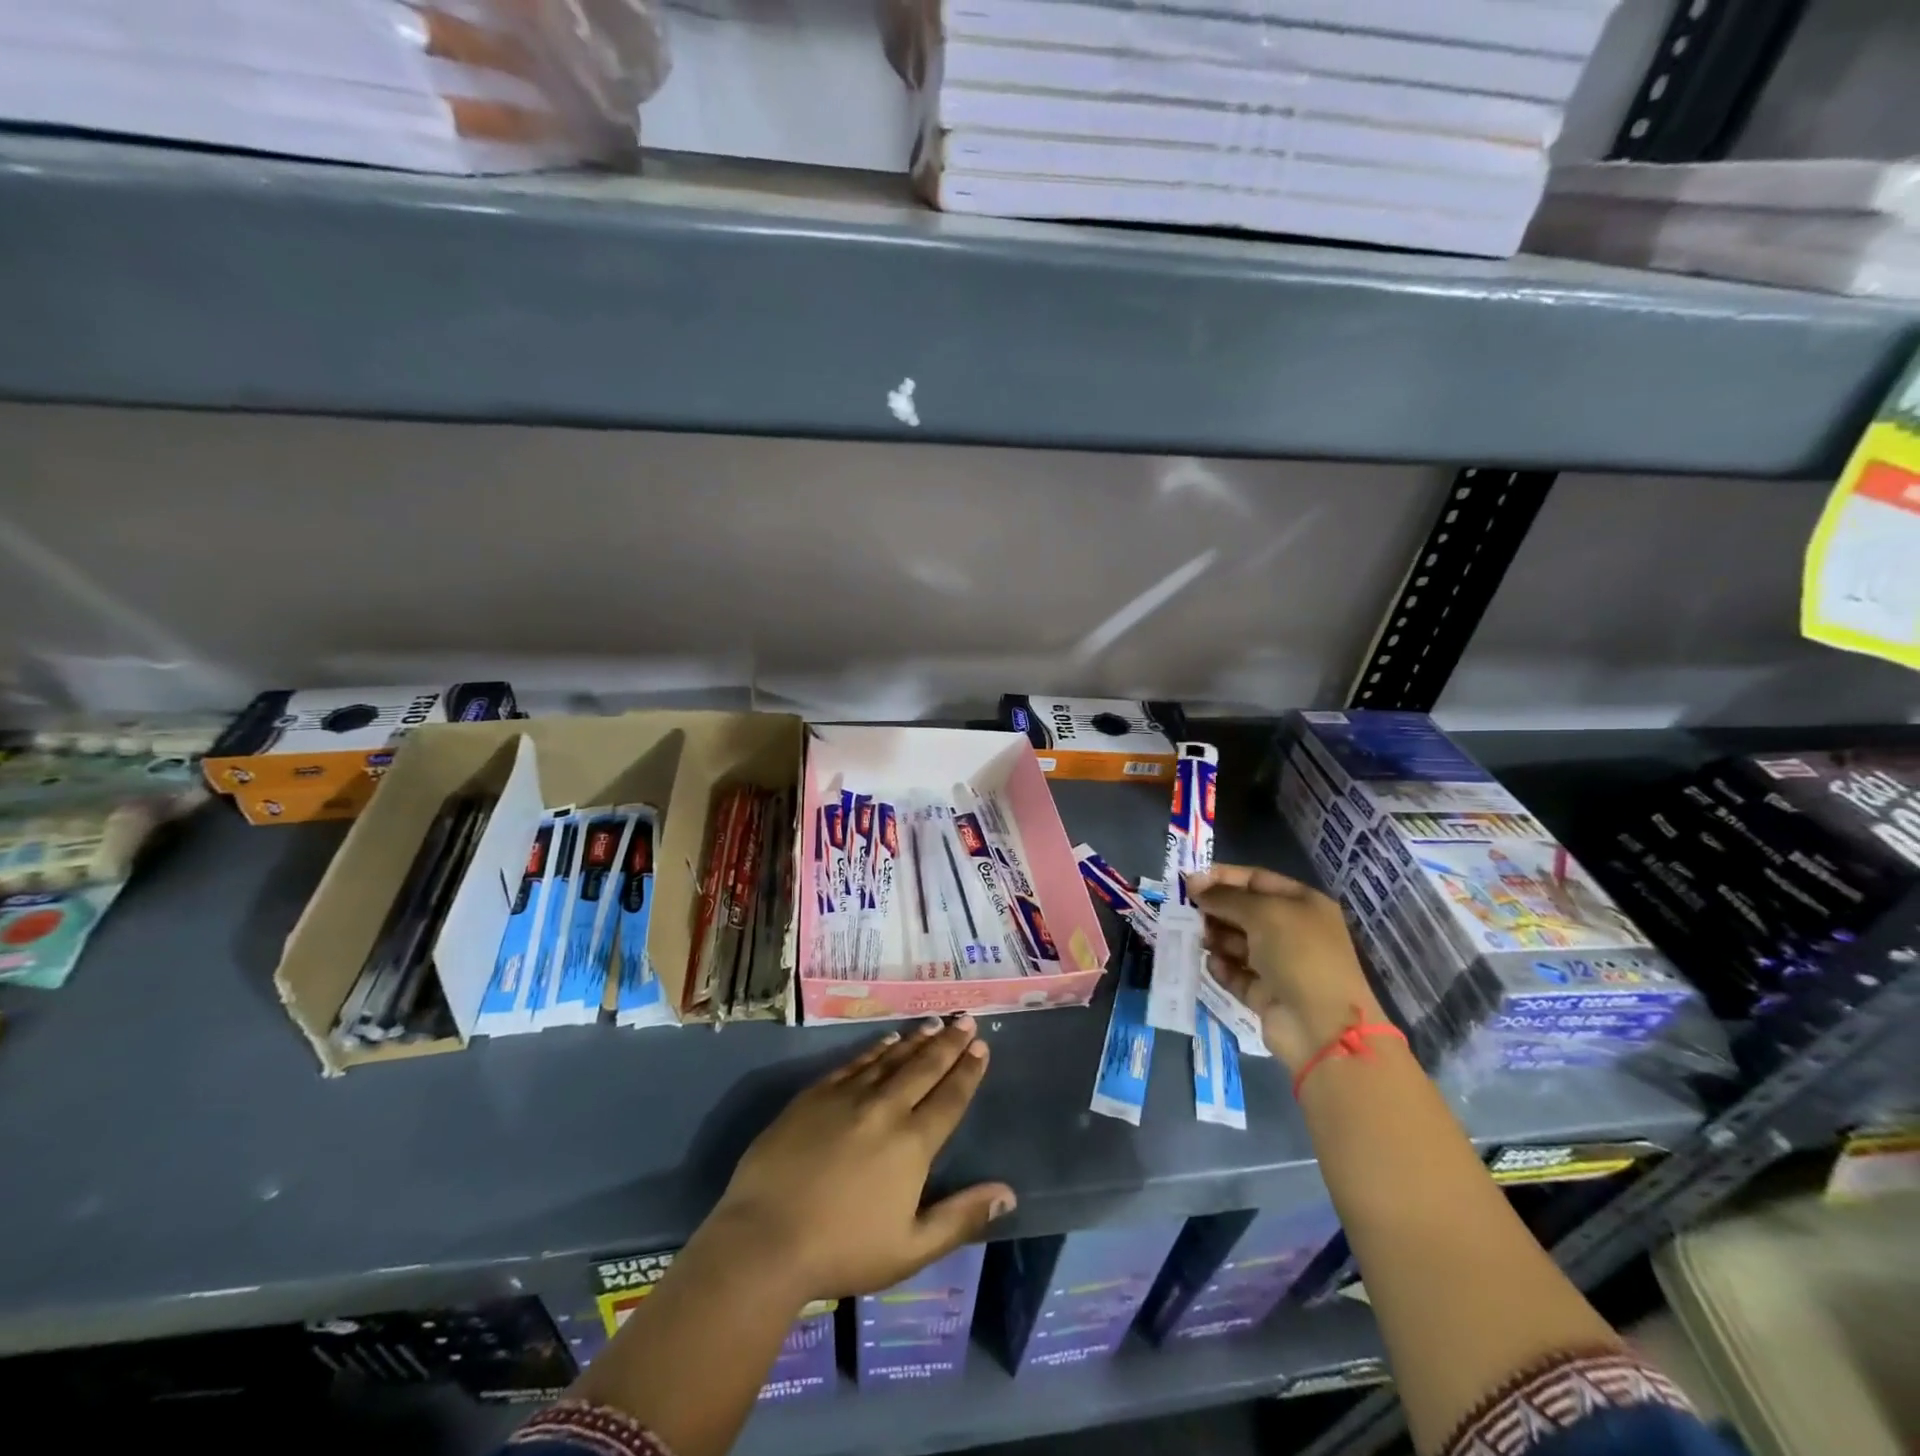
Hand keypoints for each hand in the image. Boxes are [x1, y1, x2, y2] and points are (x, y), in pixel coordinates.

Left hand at [704, 1015, 1014, 1303]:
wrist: (766, 1239)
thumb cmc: (843, 1251)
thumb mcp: (911, 1248)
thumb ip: (961, 1217)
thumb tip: (1009, 1194)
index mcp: (912, 1145)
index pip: (950, 1098)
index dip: (968, 1071)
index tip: (981, 1046)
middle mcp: (885, 1109)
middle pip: (924, 1068)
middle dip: (948, 1042)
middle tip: (965, 1018)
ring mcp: (848, 1097)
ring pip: (891, 1059)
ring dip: (915, 1040)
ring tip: (934, 1023)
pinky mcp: (815, 1095)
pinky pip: (854, 1063)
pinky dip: (875, 1049)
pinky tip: (886, 1040)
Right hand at [1187, 864, 1383, 1071]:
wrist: (1323, 1028)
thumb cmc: (1299, 956)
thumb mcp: (1263, 913)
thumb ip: (1225, 897)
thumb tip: (1193, 884)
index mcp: (1302, 905)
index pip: (1256, 880)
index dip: (1223, 877)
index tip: (1189, 881)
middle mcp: (1293, 931)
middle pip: (1244, 911)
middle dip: (1215, 909)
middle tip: (1185, 911)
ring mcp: (1280, 964)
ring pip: (1237, 943)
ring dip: (1216, 938)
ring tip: (1198, 939)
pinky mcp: (1266, 994)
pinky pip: (1237, 974)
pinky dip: (1223, 968)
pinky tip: (1212, 965)